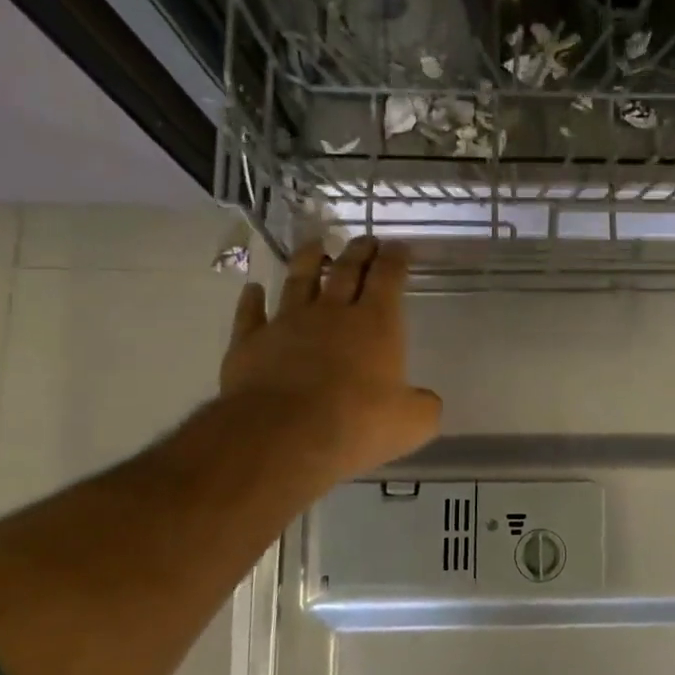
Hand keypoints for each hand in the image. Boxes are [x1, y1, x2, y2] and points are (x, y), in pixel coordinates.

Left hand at [221, 237, 441, 484]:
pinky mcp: (250, 343)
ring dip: (307, 260)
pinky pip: (250, 314)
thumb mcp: (412, 422)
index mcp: (376, 323)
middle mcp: (331, 313)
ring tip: (315, 244)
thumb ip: (424, 406)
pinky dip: (251, 300)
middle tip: (365, 239)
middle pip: (346, 271)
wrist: (283, 435)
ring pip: (298, 281)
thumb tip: (424, 401)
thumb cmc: (357, 423)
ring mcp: (286, 324)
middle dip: (359, 252)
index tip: (399, 246)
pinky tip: (253, 289)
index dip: (395, 259)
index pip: (388, 278)